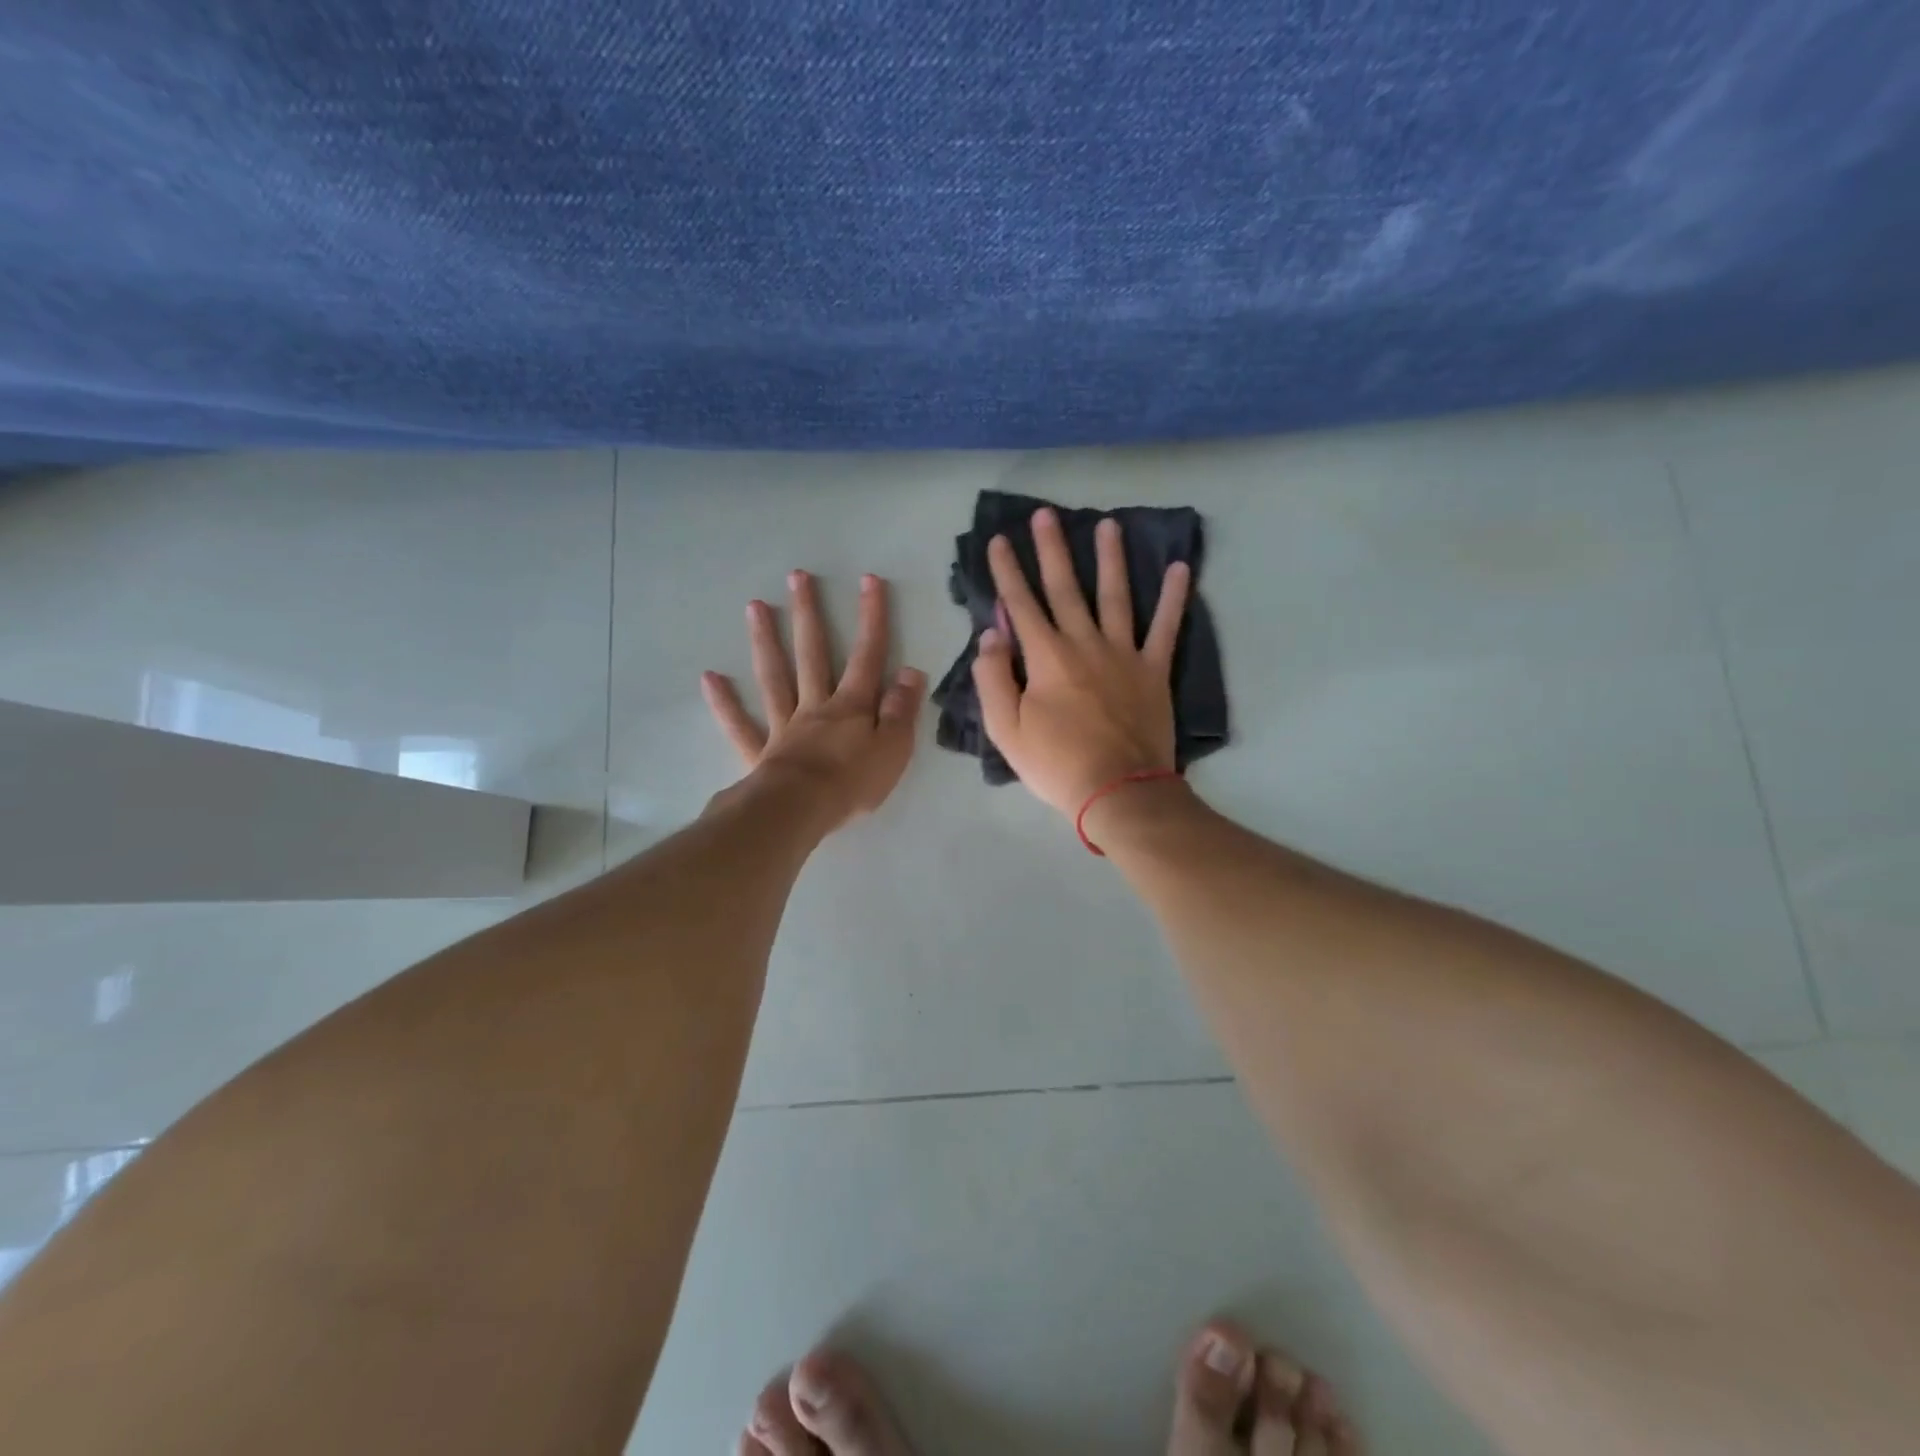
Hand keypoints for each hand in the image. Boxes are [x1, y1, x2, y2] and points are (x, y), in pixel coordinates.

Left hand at [701, 570, 925, 830]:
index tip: (869, 580)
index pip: (867, 656)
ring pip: (774, 677)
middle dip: (808, 614)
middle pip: (812, 654)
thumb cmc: (853, 782)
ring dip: (765, 641)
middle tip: (797, 577)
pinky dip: (724, 702)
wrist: (802, 811)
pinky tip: (710, 678)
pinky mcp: (760, 752)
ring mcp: (784, 726)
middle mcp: (815, 706)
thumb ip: (902, 710)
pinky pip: (740, 724)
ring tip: (755, 606)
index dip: (871, 618)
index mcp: (851, 706)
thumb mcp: (894, 748)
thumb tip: (911, 671)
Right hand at [972, 507, 1190, 817]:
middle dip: (1052, 550)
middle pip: (1065, 588)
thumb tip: (991, 634)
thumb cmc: (1056, 764)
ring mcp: (1124, 654)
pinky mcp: (1154, 670)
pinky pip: (1166, 627)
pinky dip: (1174, 597)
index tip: (997, 540)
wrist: (1118, 791)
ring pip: (1115, 595)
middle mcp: (1084, 643)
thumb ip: (993, 677)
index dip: (1006, 571)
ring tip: (1108, 524)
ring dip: (1110, 558)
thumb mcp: (1006, 729)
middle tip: (1046, 514)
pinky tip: (1179, 568)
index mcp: (1046, 657)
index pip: (1021, 604)